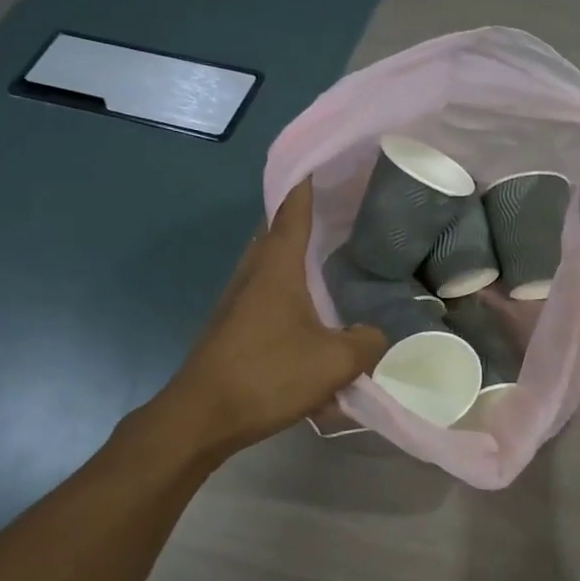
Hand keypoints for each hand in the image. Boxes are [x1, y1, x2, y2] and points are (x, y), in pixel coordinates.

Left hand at [162, 180, 386, 457]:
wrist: (203, 417)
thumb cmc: (268, 375)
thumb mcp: (335, 361)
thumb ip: (366, 342)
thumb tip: (377, 335)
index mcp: (277, 267)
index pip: (293, 210)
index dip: (307, 185)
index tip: (322, 163)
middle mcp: (253, 275)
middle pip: (277, 233)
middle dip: (303, 219)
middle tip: (338, 213)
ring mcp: (238, 302)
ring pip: (271, 268)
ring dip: (297, 261)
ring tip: (330, 263)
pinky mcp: (234, 328)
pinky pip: (267, 299)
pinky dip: (291, 297)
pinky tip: (314, 323)